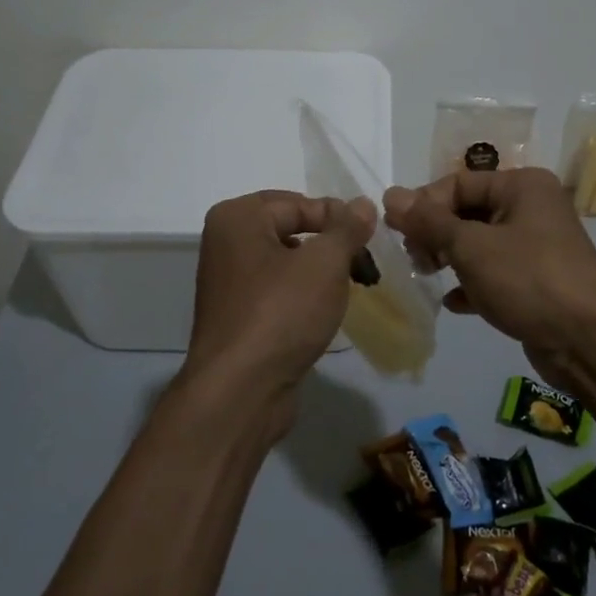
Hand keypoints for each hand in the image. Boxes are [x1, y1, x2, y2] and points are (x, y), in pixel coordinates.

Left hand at [183, 189, 377, 440]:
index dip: (338, 218)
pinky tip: (326, 313)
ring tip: (352, 288)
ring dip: (321, 273)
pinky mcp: (238, 317)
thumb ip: (347, 229)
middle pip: (292, 230)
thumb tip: (362, 204)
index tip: (370, 240)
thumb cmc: (281, 313)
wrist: (240, 392)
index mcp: (237, 218)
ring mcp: (229, 282)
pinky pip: (278, 292)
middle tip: (365, 265)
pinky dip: (304, 297)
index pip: (299, 203)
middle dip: (331, 246)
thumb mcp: (324, 263)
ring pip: (287, 263)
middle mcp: (226, 243)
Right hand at [383, 167, 595, 392]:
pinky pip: (494, 273)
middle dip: (436, 233)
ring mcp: (536, 246)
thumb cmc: (529, 280)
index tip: (398, 233)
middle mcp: (531, 208)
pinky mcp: (537, 282)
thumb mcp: (471, 247)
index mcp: (522, 186)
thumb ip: (428, 221)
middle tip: (417, 259)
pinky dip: (472, 284)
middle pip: (468, 211)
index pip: (458, 182)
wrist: (591, 341)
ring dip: (450, 258)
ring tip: (429, 276)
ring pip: (479, 244)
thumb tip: (390, 194)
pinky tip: (454, 303)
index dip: (424, 205)